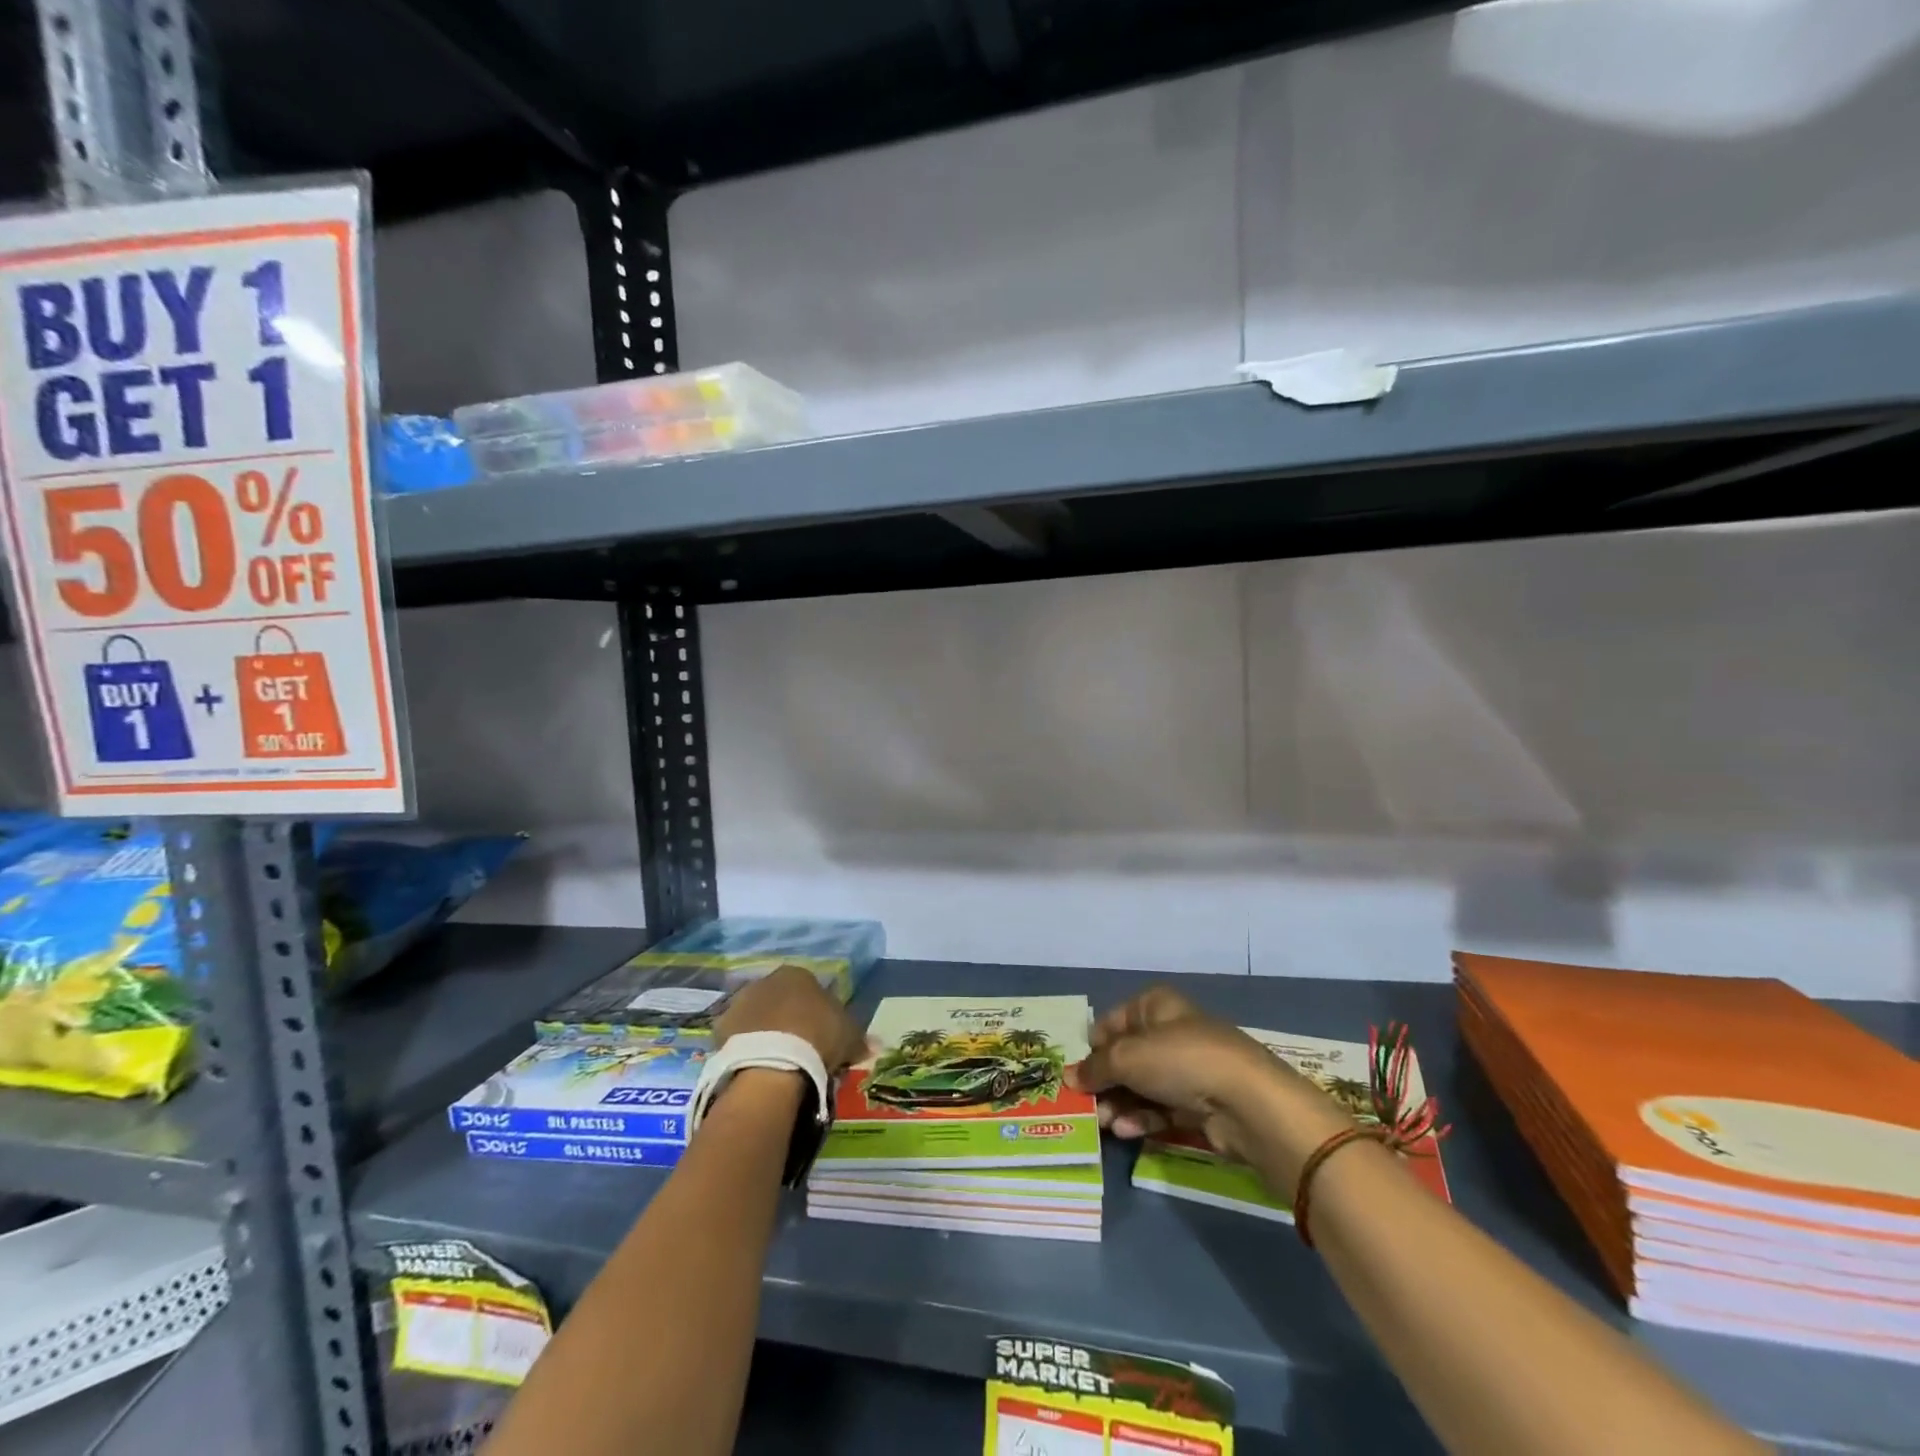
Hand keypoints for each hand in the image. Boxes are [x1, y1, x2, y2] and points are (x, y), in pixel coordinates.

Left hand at [716, 965, 866, 1072]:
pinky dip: (747, 1047)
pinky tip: (756, 1065)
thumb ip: (860, 1037)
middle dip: (788, 1018)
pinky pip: (738, 1036)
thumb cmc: (818, 1037)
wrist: (772, 1063)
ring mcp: (740, 1002)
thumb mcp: (850, 1037)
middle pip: (781, 999)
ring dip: (765, 1030)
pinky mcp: (720, 1027)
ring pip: (757, 1016)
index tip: (823, 1033)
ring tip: (777, 1060)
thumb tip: (874, 1045)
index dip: (818, 1011)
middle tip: (800, 1047)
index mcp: (798, 973)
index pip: (811, 987)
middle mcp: (766, 979)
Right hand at [1068, 987, 1352, 1180]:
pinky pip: (1161, 1108)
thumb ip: (1095, 1067)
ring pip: (1142, 1085)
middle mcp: (1170, 1031)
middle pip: (1126, 1056)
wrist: (1246, 1102)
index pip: (1112, 1021)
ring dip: (1119, 1104)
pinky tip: (1125, 1131)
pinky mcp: (1199, 1104)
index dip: (1093, 1046)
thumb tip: (1070, 1077)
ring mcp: (1187, 1068)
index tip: (1077, 1073)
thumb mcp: (1127, 1057)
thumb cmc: (1180, 1061)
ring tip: (1103, 1124)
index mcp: (1155, 1006)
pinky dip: (1142, 1118)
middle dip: (1104, 1082)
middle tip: (1085, 1106)